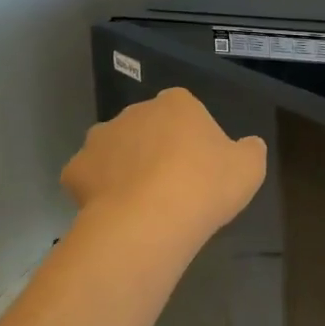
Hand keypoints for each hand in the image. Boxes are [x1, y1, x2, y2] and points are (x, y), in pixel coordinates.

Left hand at [62, 89, 266, 250]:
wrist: (150, 221)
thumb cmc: (205, 186)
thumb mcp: (250, 168)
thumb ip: (250, 150)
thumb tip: (248, 145)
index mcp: (176, 104)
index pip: (185, 109)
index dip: (192, 136)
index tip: (201, 164)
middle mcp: (134, 112)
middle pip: (147, 127)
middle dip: (156, 148)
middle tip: (173, 184)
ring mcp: (100, 139)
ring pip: (115, 150)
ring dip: (125, 166)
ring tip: (142, 202)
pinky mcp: (74, 170)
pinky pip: (89, 177)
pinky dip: (99, 191)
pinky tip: (115, 212)